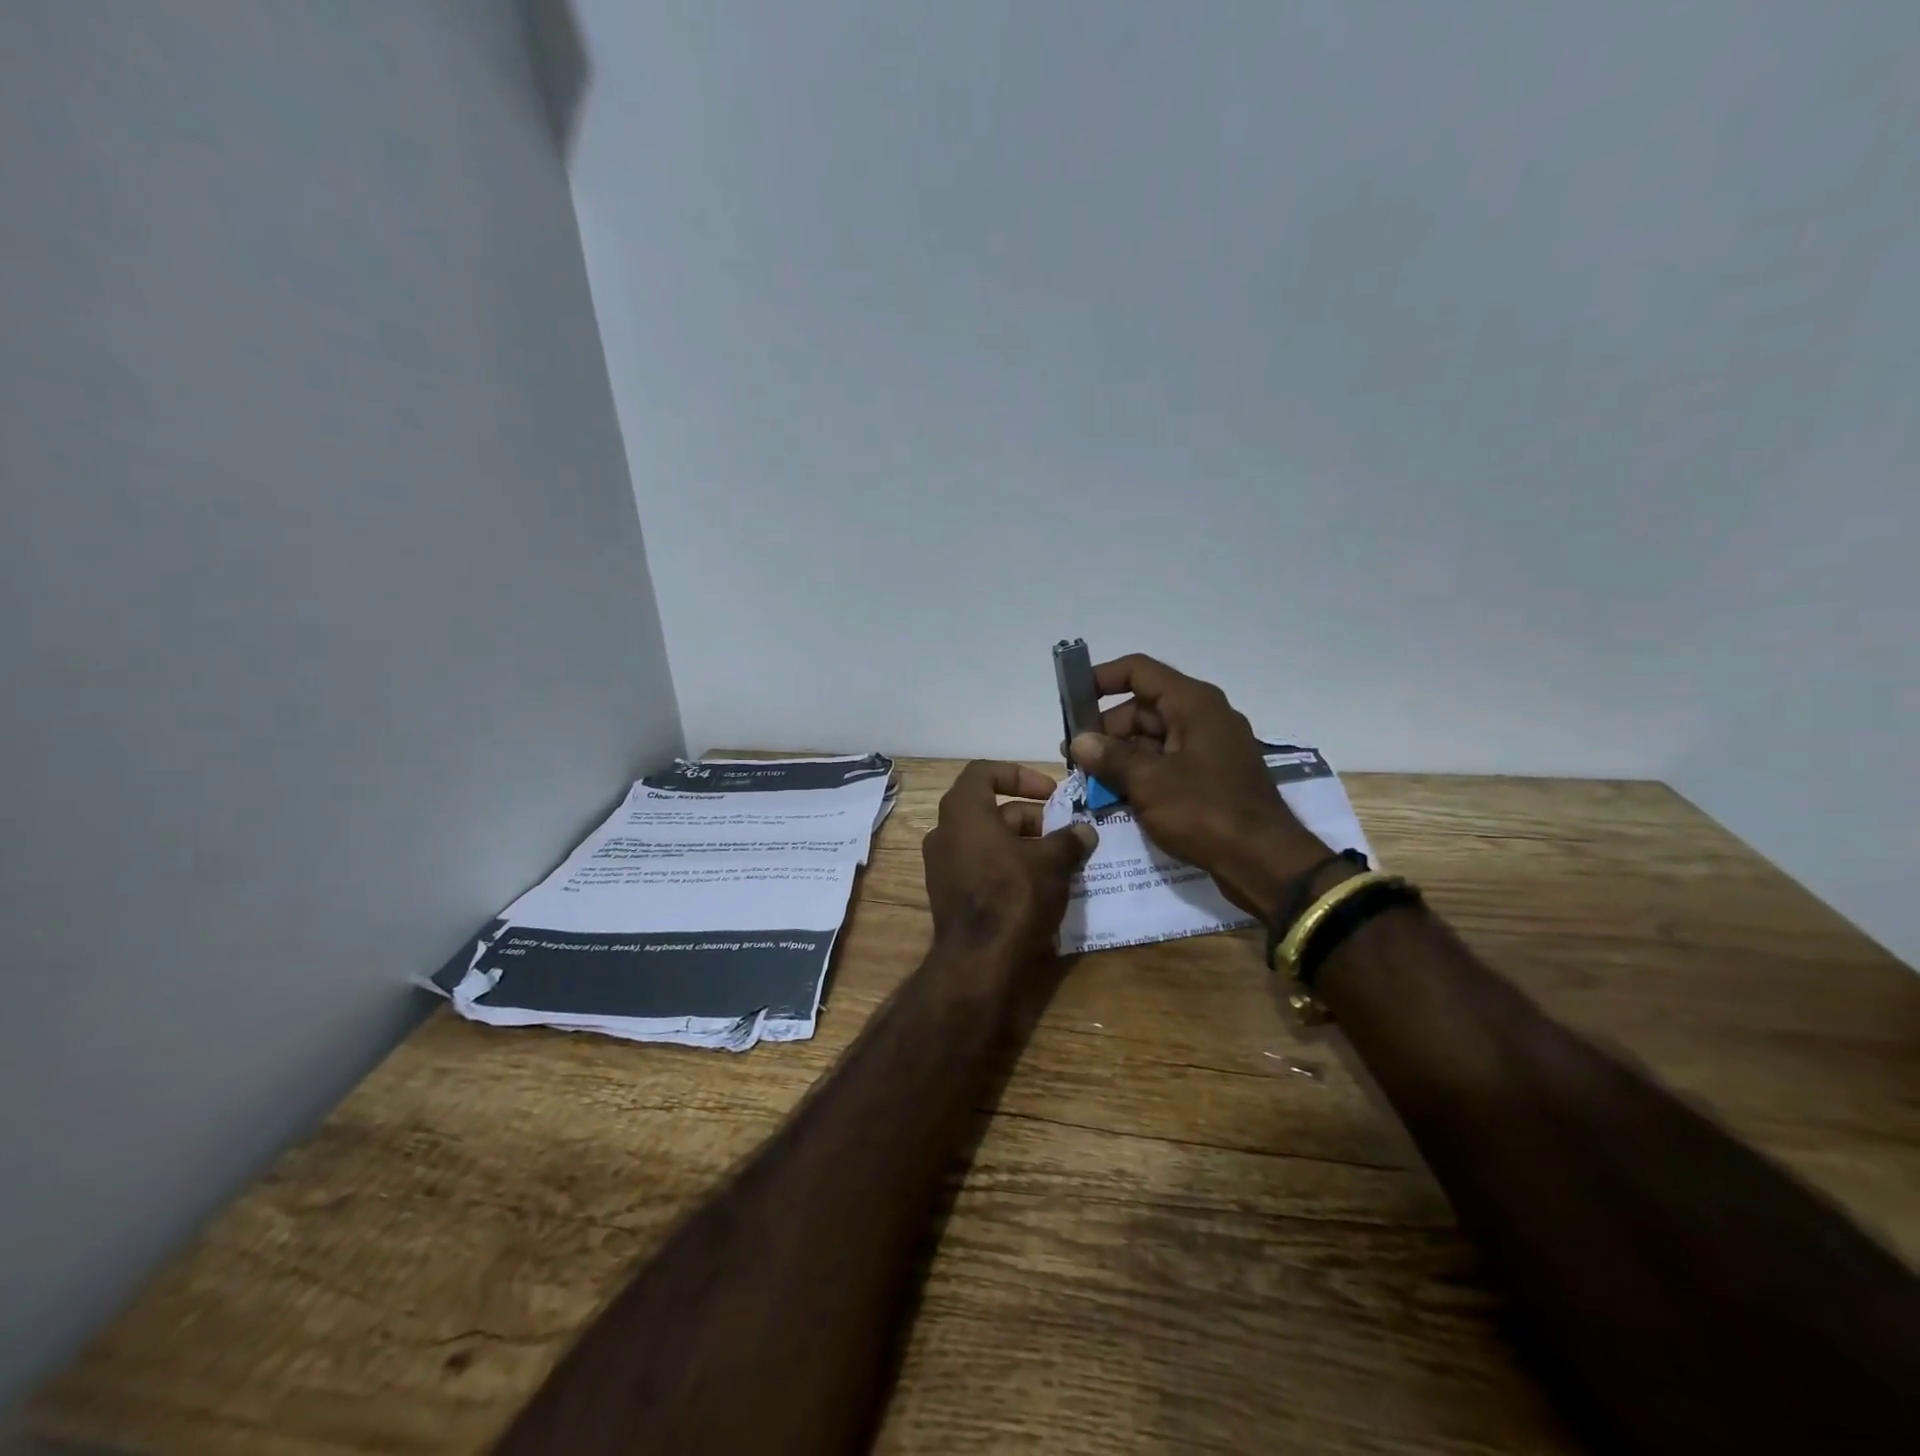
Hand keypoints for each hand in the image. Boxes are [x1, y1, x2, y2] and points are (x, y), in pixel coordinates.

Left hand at [922, 761, 1096, 958]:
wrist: (980, 960)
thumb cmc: (1014, 895)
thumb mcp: (1052, 862)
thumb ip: (1069, 839)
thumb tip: (1085, 831)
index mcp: (963, 811)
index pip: (985, 772)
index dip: (1020, 775)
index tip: (1050, 792)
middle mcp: (944, 832)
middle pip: (990, 809)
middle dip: (1030, 817)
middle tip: (1063, 834)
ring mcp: (941, 865)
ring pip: (987, 840)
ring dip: (1022, 844)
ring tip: (1059, 861)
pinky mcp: (947, 893)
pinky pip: (980, 866)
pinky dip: (1007, 866)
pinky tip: (1039, 886)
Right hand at [1068, 654, 1328, 915]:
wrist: (1265, 862)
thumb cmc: (1205, 812)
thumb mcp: (1148, 782)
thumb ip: (1110, 757)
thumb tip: (1079, 741)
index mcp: (1193, 704)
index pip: (1139, 671)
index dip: (1101, 679)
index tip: (1070, 700)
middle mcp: (1203, 717)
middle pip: (1143, 707)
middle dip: (1106, 729)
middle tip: (1074, 757)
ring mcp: (1209, 748)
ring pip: (1152, 738)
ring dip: (1120, 756)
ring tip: (1089, 781)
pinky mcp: (1211, 777)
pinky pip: (1167, 763)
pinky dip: (1141, 774)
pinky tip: (1115, 796)